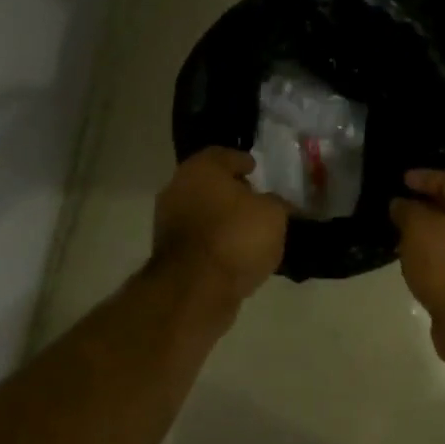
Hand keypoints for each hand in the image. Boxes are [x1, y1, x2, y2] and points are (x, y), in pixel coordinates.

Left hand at [152, 148, 289, 309]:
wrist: (197, 288)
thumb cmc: (236, 237)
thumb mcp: (273, 214)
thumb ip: (276, 202)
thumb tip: (275, 203)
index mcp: (201, 169)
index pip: (224, 155)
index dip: (243, 161)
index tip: (257, 170)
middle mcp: (178, 188)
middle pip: (209, 183)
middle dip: (231, 190)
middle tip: (255, 199)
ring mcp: (168, 221)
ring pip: (202, 211)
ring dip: (222, 217)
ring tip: (249, 229)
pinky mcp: (169, 252)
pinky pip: (199, 238)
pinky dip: (215, 240)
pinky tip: (235, 251)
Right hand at [389, 169, 444, 319]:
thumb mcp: (419, 227)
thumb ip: (407, 210)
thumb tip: (400, 203)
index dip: (424, 177)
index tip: (401, 178)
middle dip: (425, 207)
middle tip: (397, 206)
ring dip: (427, 235)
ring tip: (399, 234)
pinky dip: (430, 259)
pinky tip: (412, 262)